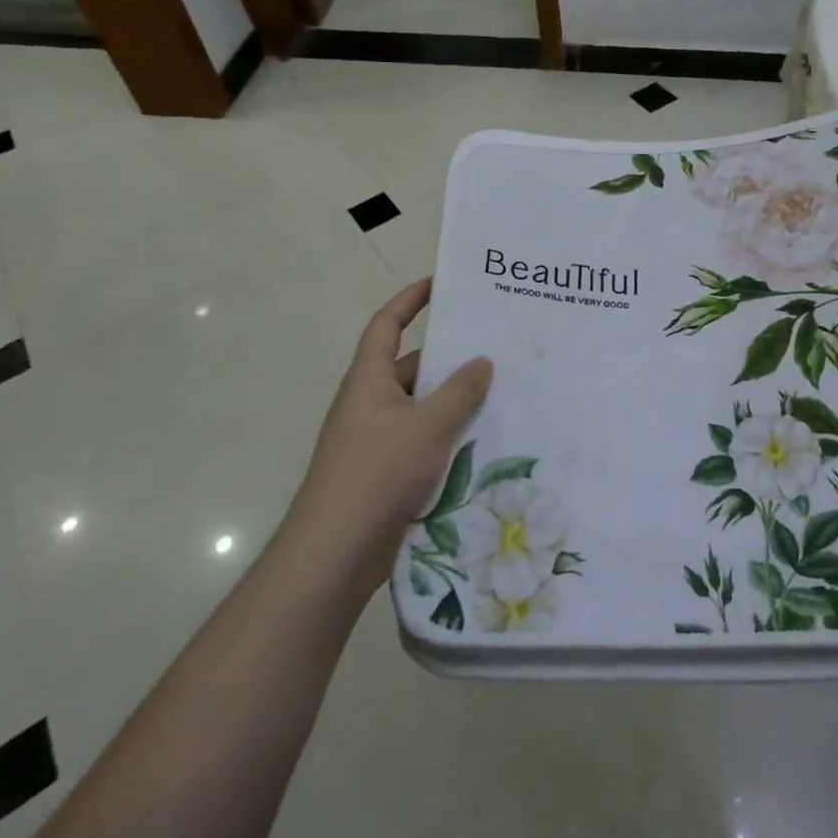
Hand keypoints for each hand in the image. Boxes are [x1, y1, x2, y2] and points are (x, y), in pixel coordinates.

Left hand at [286, 279, 492, 599]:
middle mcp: (370, 404)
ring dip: (454, 402)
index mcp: (369, 380)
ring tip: (502, 392)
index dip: (409, 300)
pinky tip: (484, 441)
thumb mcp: (428, 426)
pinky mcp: (386, 473)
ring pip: (422, 408)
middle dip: (449, 358)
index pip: (386, 325)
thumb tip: (482, 361)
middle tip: (494, 348)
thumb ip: (460, 392)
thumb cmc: (377, 474)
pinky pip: (423, 441)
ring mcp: (377, 440)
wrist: (335, 554)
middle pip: (412, 367)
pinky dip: (449, 435)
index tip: (438, 284)